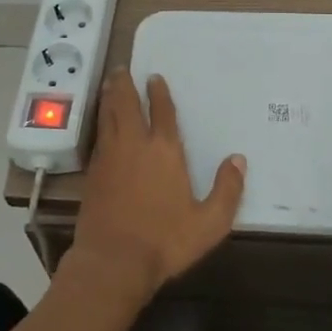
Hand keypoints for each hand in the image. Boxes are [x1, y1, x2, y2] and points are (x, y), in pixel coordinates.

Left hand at [69, 70, 245, 308]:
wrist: (113, 261)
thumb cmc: (165, 241)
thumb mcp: (209, 223)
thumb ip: (227, 190)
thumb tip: (238, 159)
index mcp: (164, 151)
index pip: (162, 112)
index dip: (158, 92)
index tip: (154, 77)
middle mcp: (134, 145)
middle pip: (126, 104)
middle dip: (124, 84)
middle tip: (121, 69)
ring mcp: (109, 157)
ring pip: (107, 116)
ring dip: (109, 97)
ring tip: (109, 83)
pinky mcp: (93, 173)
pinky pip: (98, 136)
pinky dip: (100, 121)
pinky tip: (102, 123)